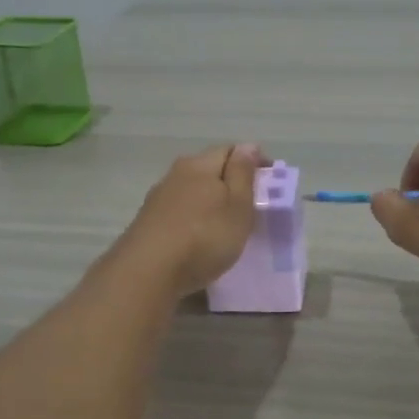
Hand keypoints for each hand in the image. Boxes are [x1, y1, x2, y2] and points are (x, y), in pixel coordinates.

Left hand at [117, 143, 266, 296]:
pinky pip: (180, 211)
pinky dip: (195, 218)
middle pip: (209, 169)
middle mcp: (176, 174)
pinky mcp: (148, 222)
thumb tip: (249, 146)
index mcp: (200, 164)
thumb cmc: (204, 236)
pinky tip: (199, 237)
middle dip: (231, 181)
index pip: (231, 150)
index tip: (270, 181)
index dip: (253, 161)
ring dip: (211, 201)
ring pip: (192, 190)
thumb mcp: (237, 205)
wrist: (148, 272)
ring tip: (226, 224)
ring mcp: (158, 198)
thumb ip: (243, 174)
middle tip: (250, 205)